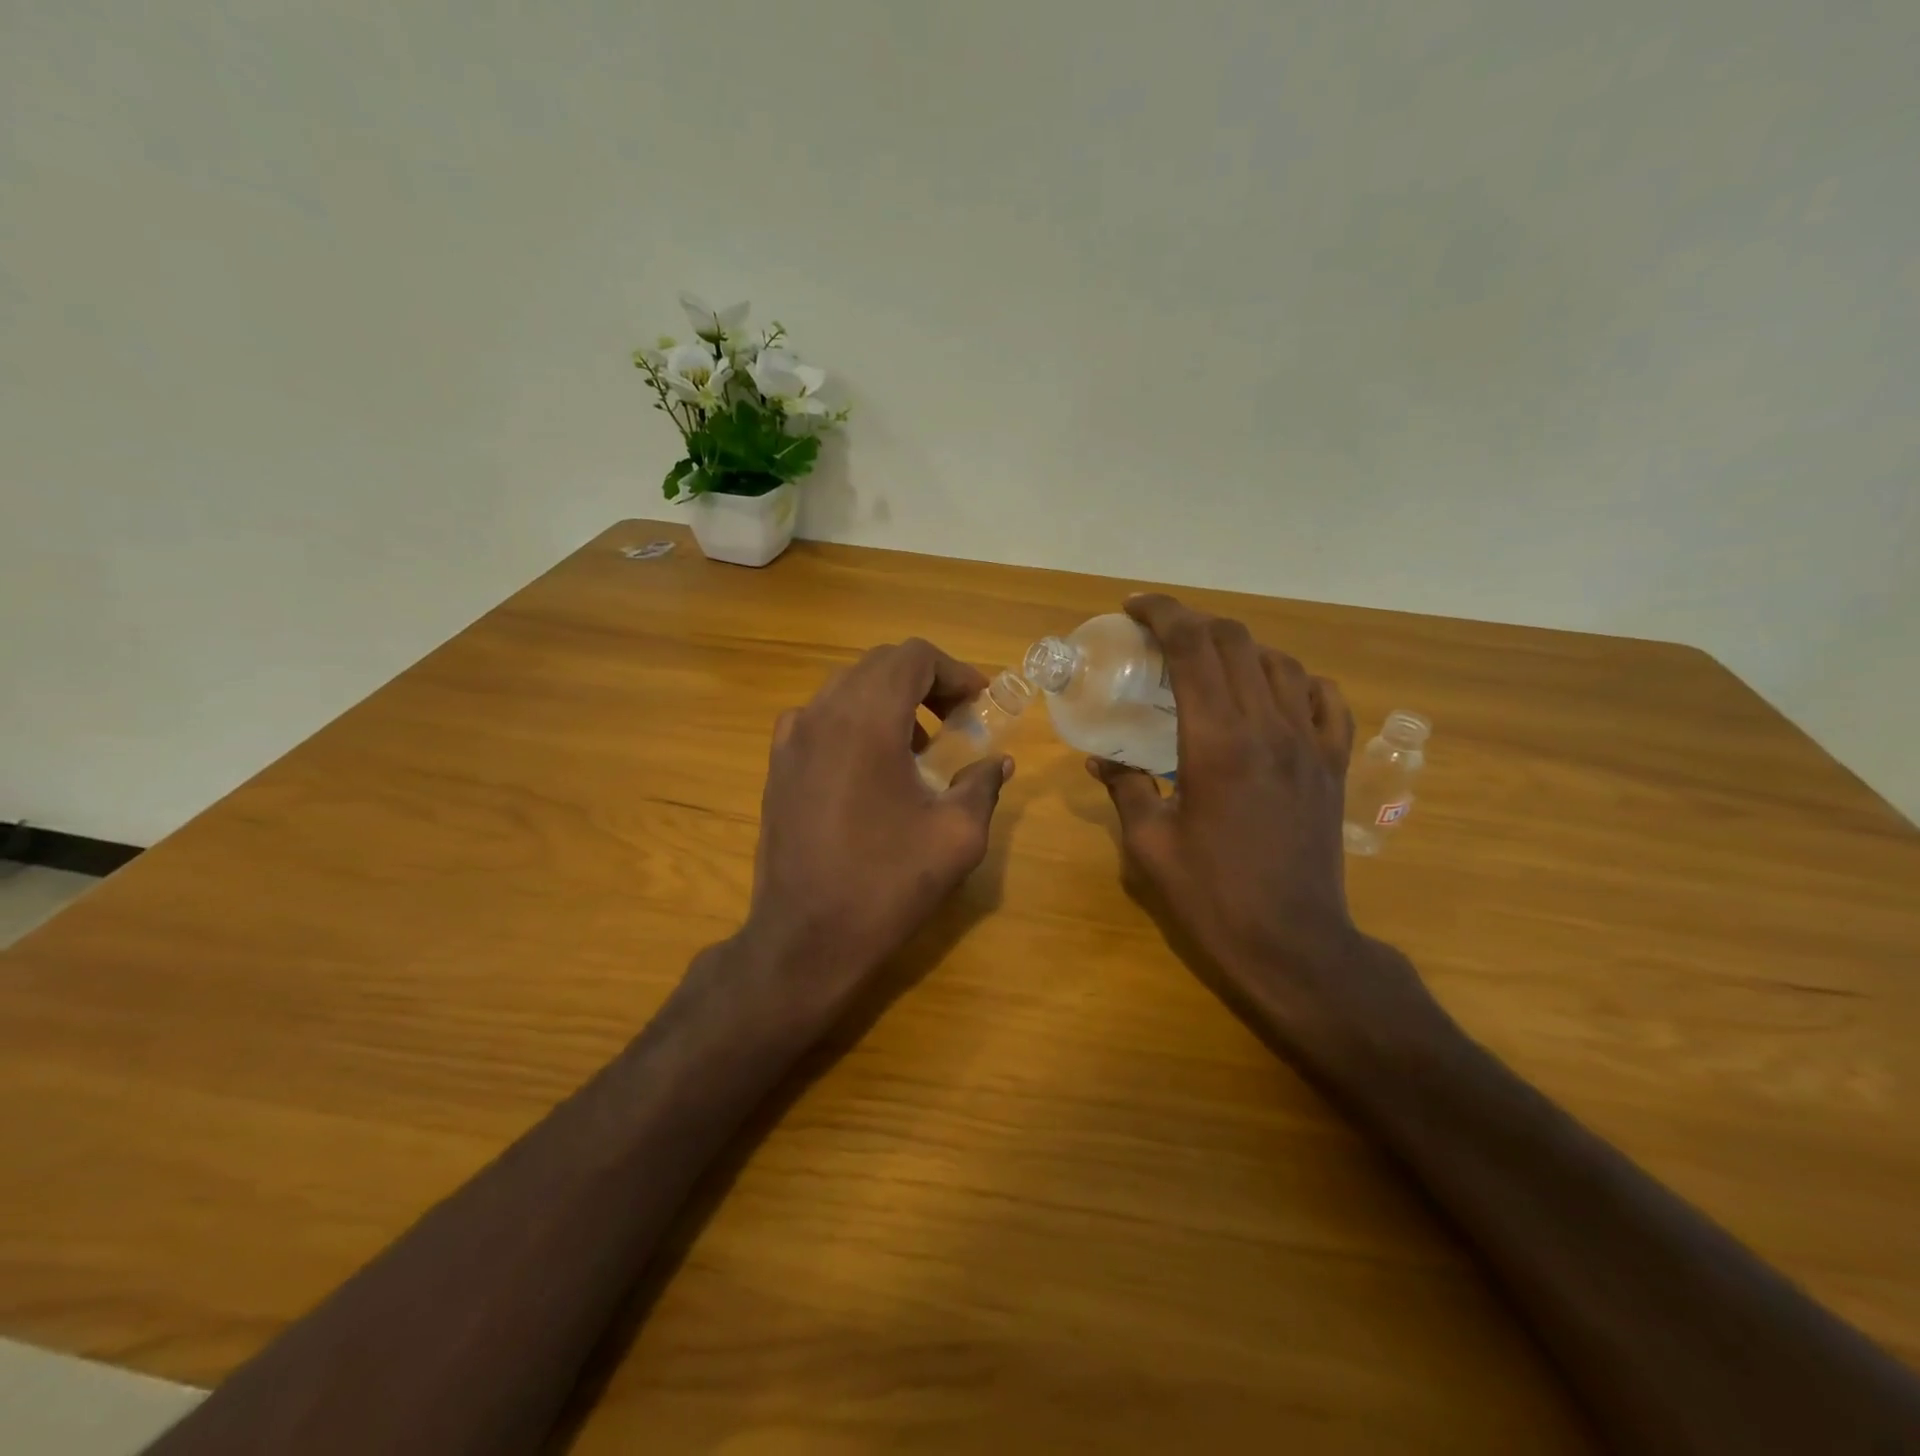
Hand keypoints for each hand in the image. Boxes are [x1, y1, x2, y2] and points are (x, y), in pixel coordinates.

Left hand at [739, 638, 1012, 1020]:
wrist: (805, 938)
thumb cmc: (886, 885)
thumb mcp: (956, 836)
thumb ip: (981, 785)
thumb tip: (997, 762)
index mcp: (866, 720)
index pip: (913, 656)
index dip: (954, 671)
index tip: (979, 704)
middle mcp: (822, 713)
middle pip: (879, 665)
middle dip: (926, 683)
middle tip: (957, 721)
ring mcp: (791, 738)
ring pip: (848, 688)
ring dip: (891, 701)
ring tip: (920, 748)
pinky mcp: (778, 764)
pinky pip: (823, 718)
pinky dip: (857, 722)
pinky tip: (874, 769)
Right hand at [1090, 594, 1426, 1043]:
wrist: (1294, 945)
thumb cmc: (1212, 897)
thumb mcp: (1150, 844)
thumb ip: (1126, 789)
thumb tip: (1102, 760)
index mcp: (1217, 741)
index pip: (1193, 648)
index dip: (1163, 614)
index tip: (1134, 608)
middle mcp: (1269, 727)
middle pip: (1236, 642)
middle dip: (1194, 623)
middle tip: (1160, 637)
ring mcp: (1310, 743)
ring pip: (1280, 663)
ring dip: (1239, 649)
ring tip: (1208, 665)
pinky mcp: (1333, 765)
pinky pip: (1325, 699)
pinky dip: (1294, 680)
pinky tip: (1274, 693)